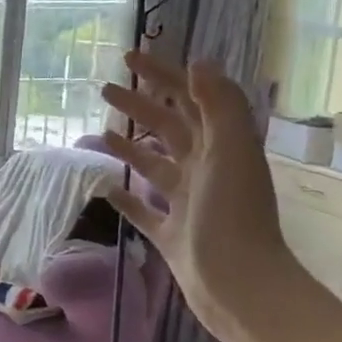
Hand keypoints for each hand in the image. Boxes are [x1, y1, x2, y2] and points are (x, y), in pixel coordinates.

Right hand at [100, 49, 294, 340]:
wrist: (238, 284)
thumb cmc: (233, 214)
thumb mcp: (231, 150)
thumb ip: (219, 104)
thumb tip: (198, 61)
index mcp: (221, 146)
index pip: (189, 98)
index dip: (162, 75)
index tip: (130, 57)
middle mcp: (205, 169)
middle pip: (168, 127)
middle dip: (140, 105)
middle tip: (106, 88)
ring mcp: (187, 202)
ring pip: (154, 165)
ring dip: (131, 145)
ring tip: (103, 131)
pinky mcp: (171, 233)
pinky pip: (143, 209)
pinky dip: (126, 196)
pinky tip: (106, 187)